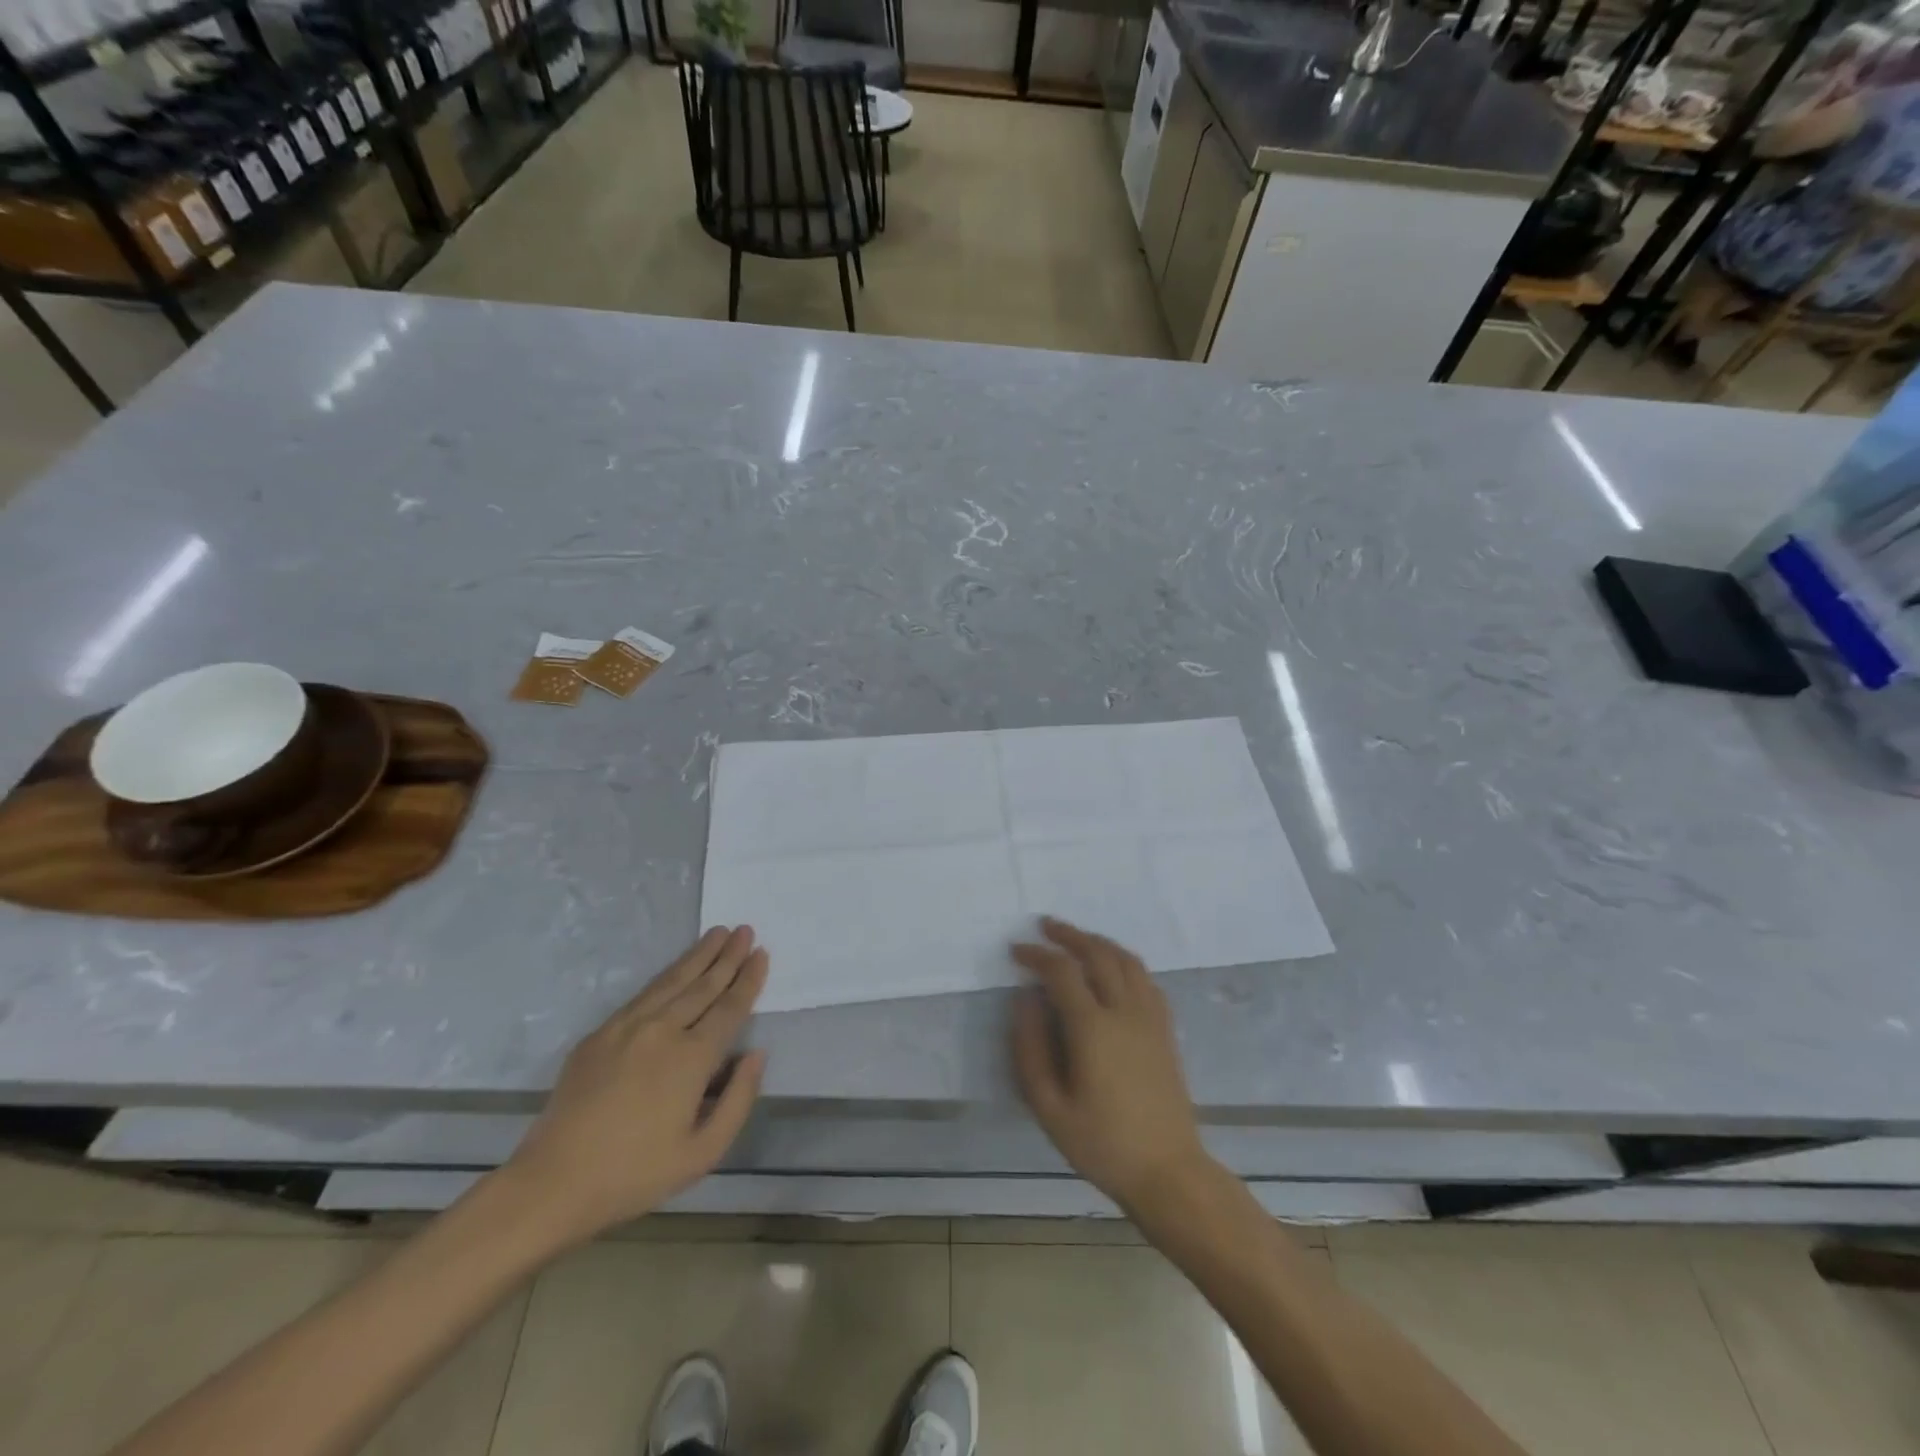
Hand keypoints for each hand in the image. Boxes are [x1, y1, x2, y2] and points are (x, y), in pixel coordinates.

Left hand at [502, 926, 768, 1244]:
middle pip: (703, 985)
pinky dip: (667, 975)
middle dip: (727, 956)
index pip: (730, 1008)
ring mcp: (627, 1027)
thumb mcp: (703, 1153)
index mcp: (692, 1058)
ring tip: (717, 933)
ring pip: (672, 981)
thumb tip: (756, 1054)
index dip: (748, 980)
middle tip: (745, 930)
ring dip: (698, 955)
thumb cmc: (635, 1174)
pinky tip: (676, 969)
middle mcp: (662, 1031)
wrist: (552, 1184)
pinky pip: (643, 994)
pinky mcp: (600, 1034)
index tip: (762, 953)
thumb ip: (738, 1099)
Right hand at [1009, 918, 1210, 1217]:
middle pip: (1097, 953)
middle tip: (1046, 926)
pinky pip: (1146, 978)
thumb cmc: (1102, 1144)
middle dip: (1069, 935)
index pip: (1061, 971)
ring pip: (1126, 960)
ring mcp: (1150, 1017)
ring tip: (1077, 939)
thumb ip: (1030, 1048)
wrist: (1168, 1171)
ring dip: (1099, 942)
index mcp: (1093, 1028)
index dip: (1037, 955)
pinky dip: (1125, 961)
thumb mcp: (1049, 1107)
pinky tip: (1114, 969)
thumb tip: (1025, 999)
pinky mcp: (1166, 1029)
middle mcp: (1124, 1011)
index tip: (1016, 950)